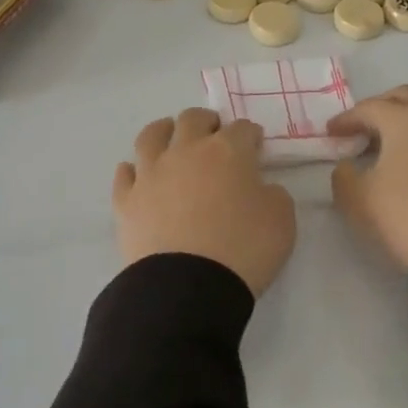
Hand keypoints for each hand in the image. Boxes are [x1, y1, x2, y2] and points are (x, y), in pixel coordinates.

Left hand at [113, 109, 296, 296]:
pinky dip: (133, 170)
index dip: (250, 135)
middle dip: (207, 123)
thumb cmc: (243, 249)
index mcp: (227, 151)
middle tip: (215, 135)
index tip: (255, 146)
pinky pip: (126, 174)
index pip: (242, 129)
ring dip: (165, 131)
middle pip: (193, 120)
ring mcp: (151, 173)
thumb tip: (258, 187)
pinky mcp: (127, 200)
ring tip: (171, 138)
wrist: (188, 287)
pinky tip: (138, 175)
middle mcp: (186, 151)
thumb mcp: (282, 220)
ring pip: (152, 135)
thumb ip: (273, 194)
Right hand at [328, 86, 407, 269]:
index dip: (346, 120)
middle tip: (361, 130)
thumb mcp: (357, 198)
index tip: (330, 133)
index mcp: (404, 119)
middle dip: (378, 108)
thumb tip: (348, 165)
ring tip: (392, 140)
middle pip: (403, 97)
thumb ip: (343, 175)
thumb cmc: (405, 215)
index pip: (368, 109)